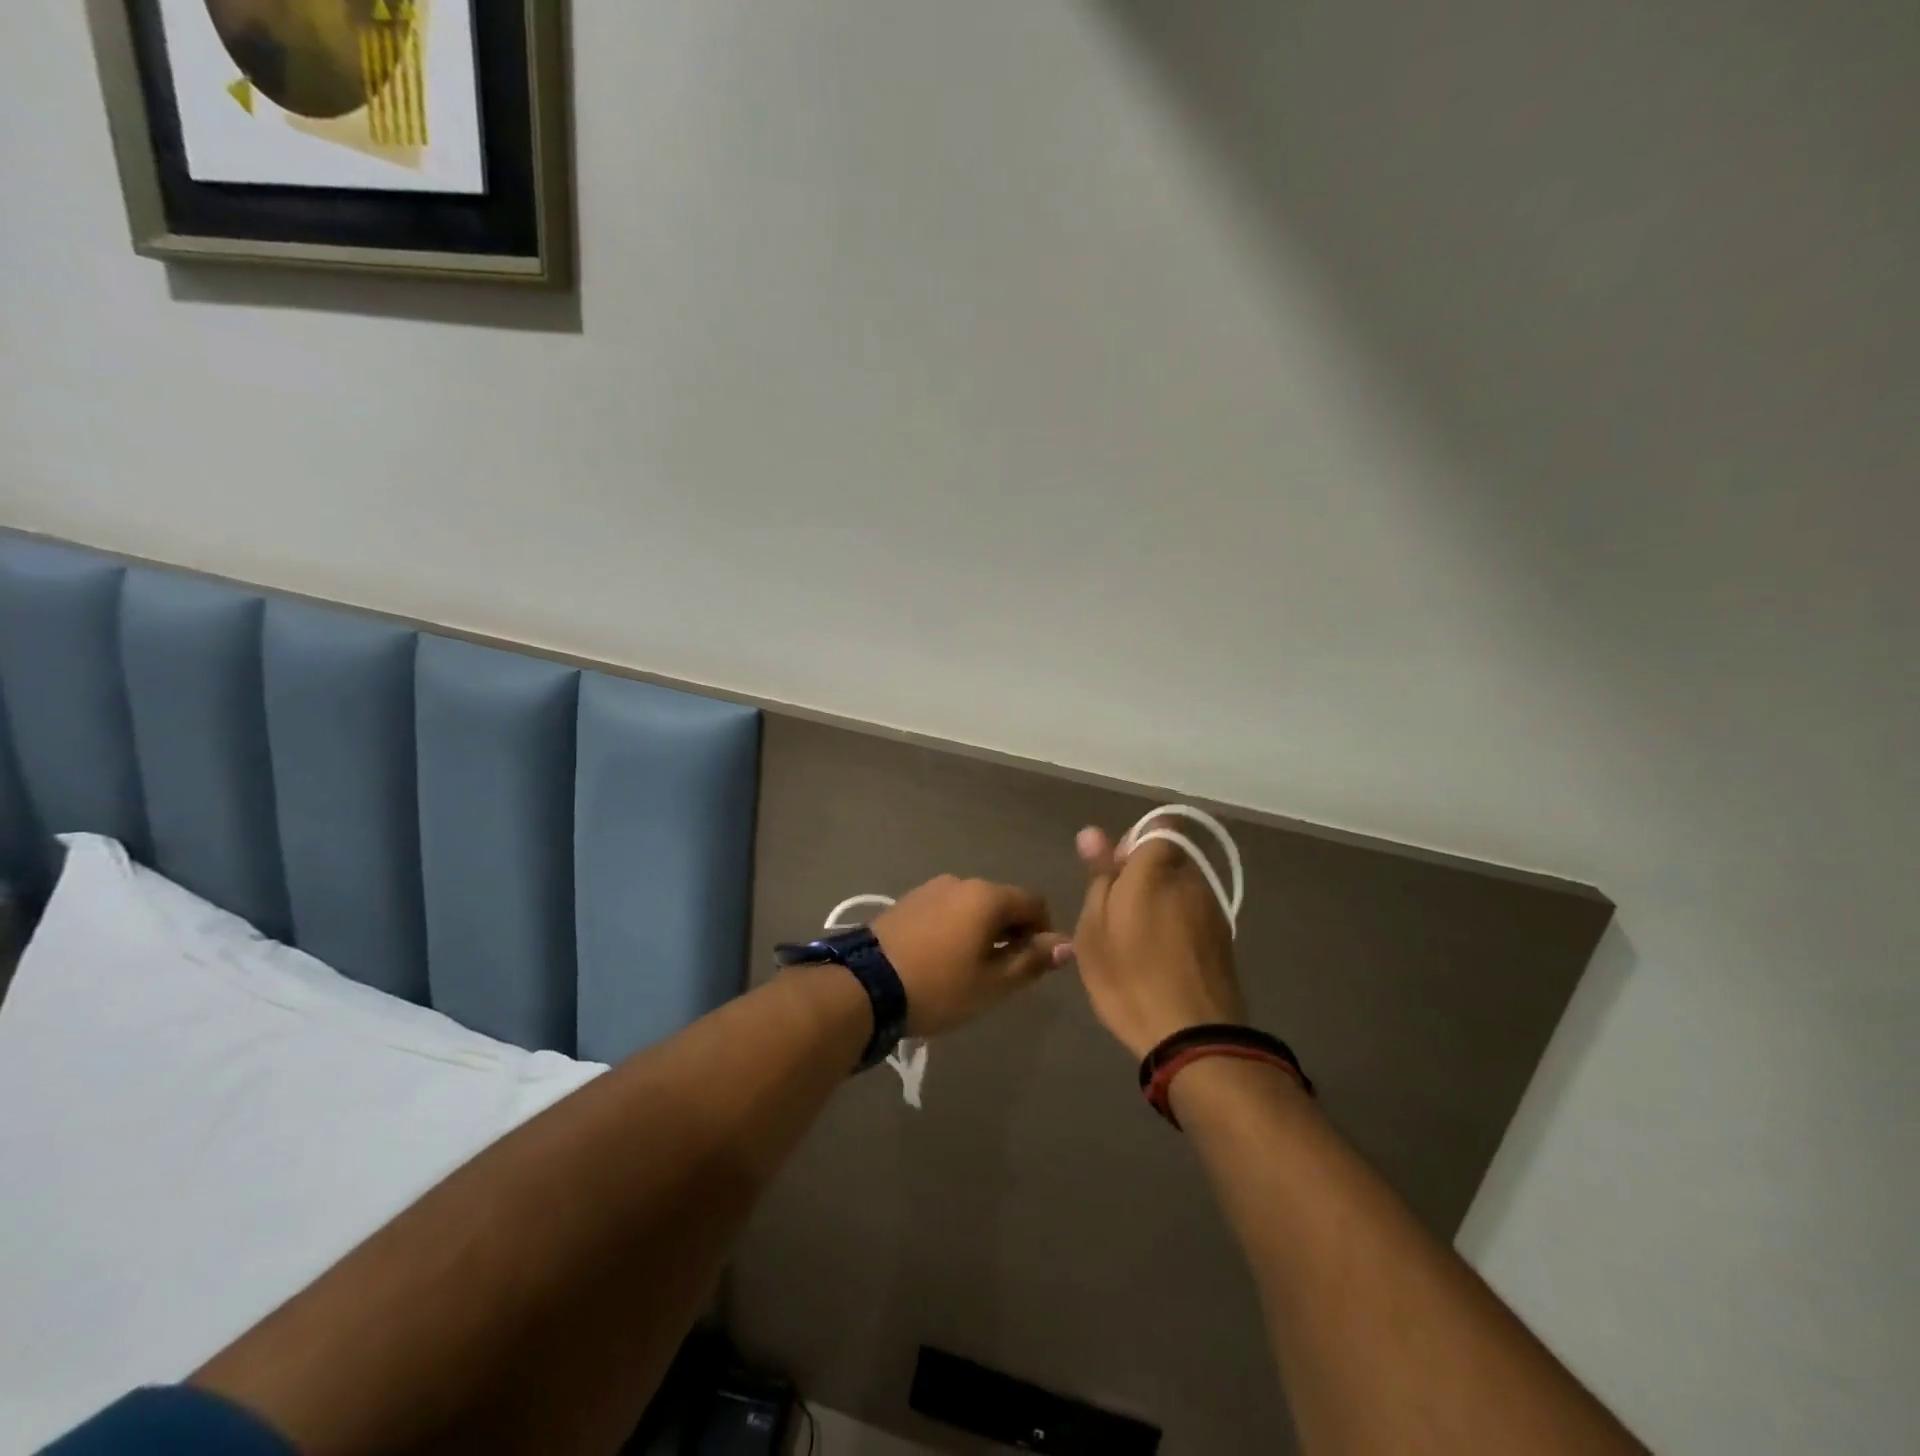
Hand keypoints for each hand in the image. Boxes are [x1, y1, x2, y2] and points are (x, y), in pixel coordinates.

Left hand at [872, 876, 1070, 1036]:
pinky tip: (942, 959)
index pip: (1034, 903)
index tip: (1034, 964)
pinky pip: (946, 910)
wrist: (865, 986)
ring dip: (982, 931)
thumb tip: (1066, 944)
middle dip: (1012, 932)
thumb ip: (1032, 961)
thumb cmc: (939, 986)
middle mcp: (961, 882)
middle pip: (1002, 902)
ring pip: (972, 907)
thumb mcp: (993, 984)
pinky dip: (956, 929)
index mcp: (987, 896)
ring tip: (969, 970)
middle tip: (1003, 973)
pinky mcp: (907, 901)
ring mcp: (930, 888)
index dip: (1043, 932)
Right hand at [1070, 823, 1246, 1059]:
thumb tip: (1093, 833)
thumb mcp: (1095, 930)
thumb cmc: (1130, 979)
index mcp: (1156, 870)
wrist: (1195, 1039)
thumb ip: (1099, 877)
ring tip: (1136, 941)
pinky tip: (1160, 958)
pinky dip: (1177, 926)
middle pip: (1168, 859)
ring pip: (1181, 888)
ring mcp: (1213, 909)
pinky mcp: (1224, 939)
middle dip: (1144, 875)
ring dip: (1161, 902)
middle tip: (1116, 913)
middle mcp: (1191, 879)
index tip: (1114, 872)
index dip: (1134, 843)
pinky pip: (1194, 915)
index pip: (1156, 829)